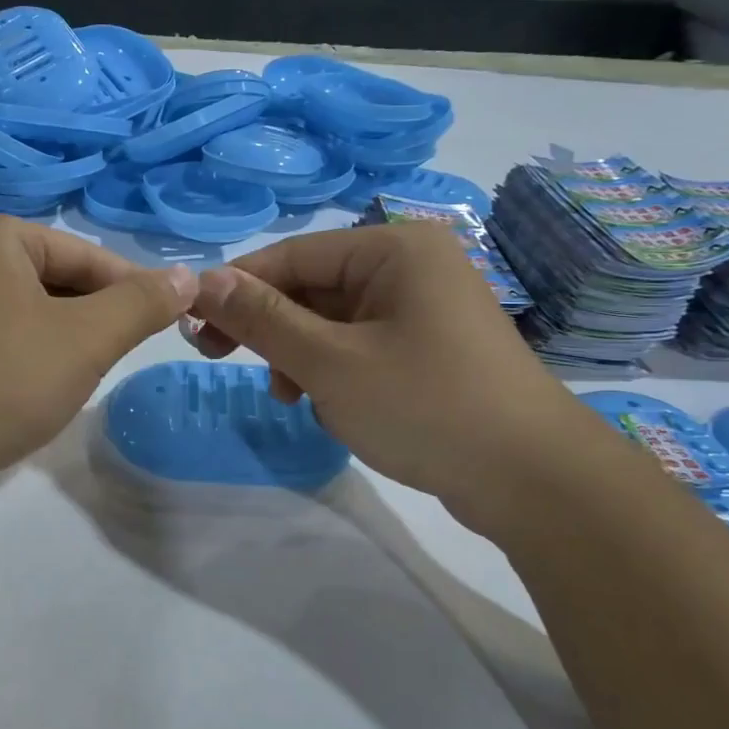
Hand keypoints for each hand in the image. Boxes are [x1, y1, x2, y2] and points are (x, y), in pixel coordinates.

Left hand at [0, 216, 196, 498]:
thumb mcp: (84, 340)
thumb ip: (140, 305)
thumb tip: (187, 276)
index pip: (86, 254)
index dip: (132, 290)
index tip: (166, 328)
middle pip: (55, 282)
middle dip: (91, 322)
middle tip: (113, 362)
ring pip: (28, 317)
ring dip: (61, 347)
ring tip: (74, 383)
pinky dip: (25, 365)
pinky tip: (30, 398)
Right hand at [188, 223, 599, 540]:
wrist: (534, 480)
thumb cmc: (427, 406)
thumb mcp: (330, 363)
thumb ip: (263, 319)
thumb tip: (203, 281)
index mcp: (393, 248)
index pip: (291, 255)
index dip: (236, 289)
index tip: (193, 328)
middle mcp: (411, 266)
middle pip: (312, 287)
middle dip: (274, 331)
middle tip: (226, 363)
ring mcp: (425, 309)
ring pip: (333, 322)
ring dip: (302, 358)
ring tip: (297, 400)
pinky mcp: (431, 349)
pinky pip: (362, 346)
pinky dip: (335, 372)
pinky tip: (334, 408)